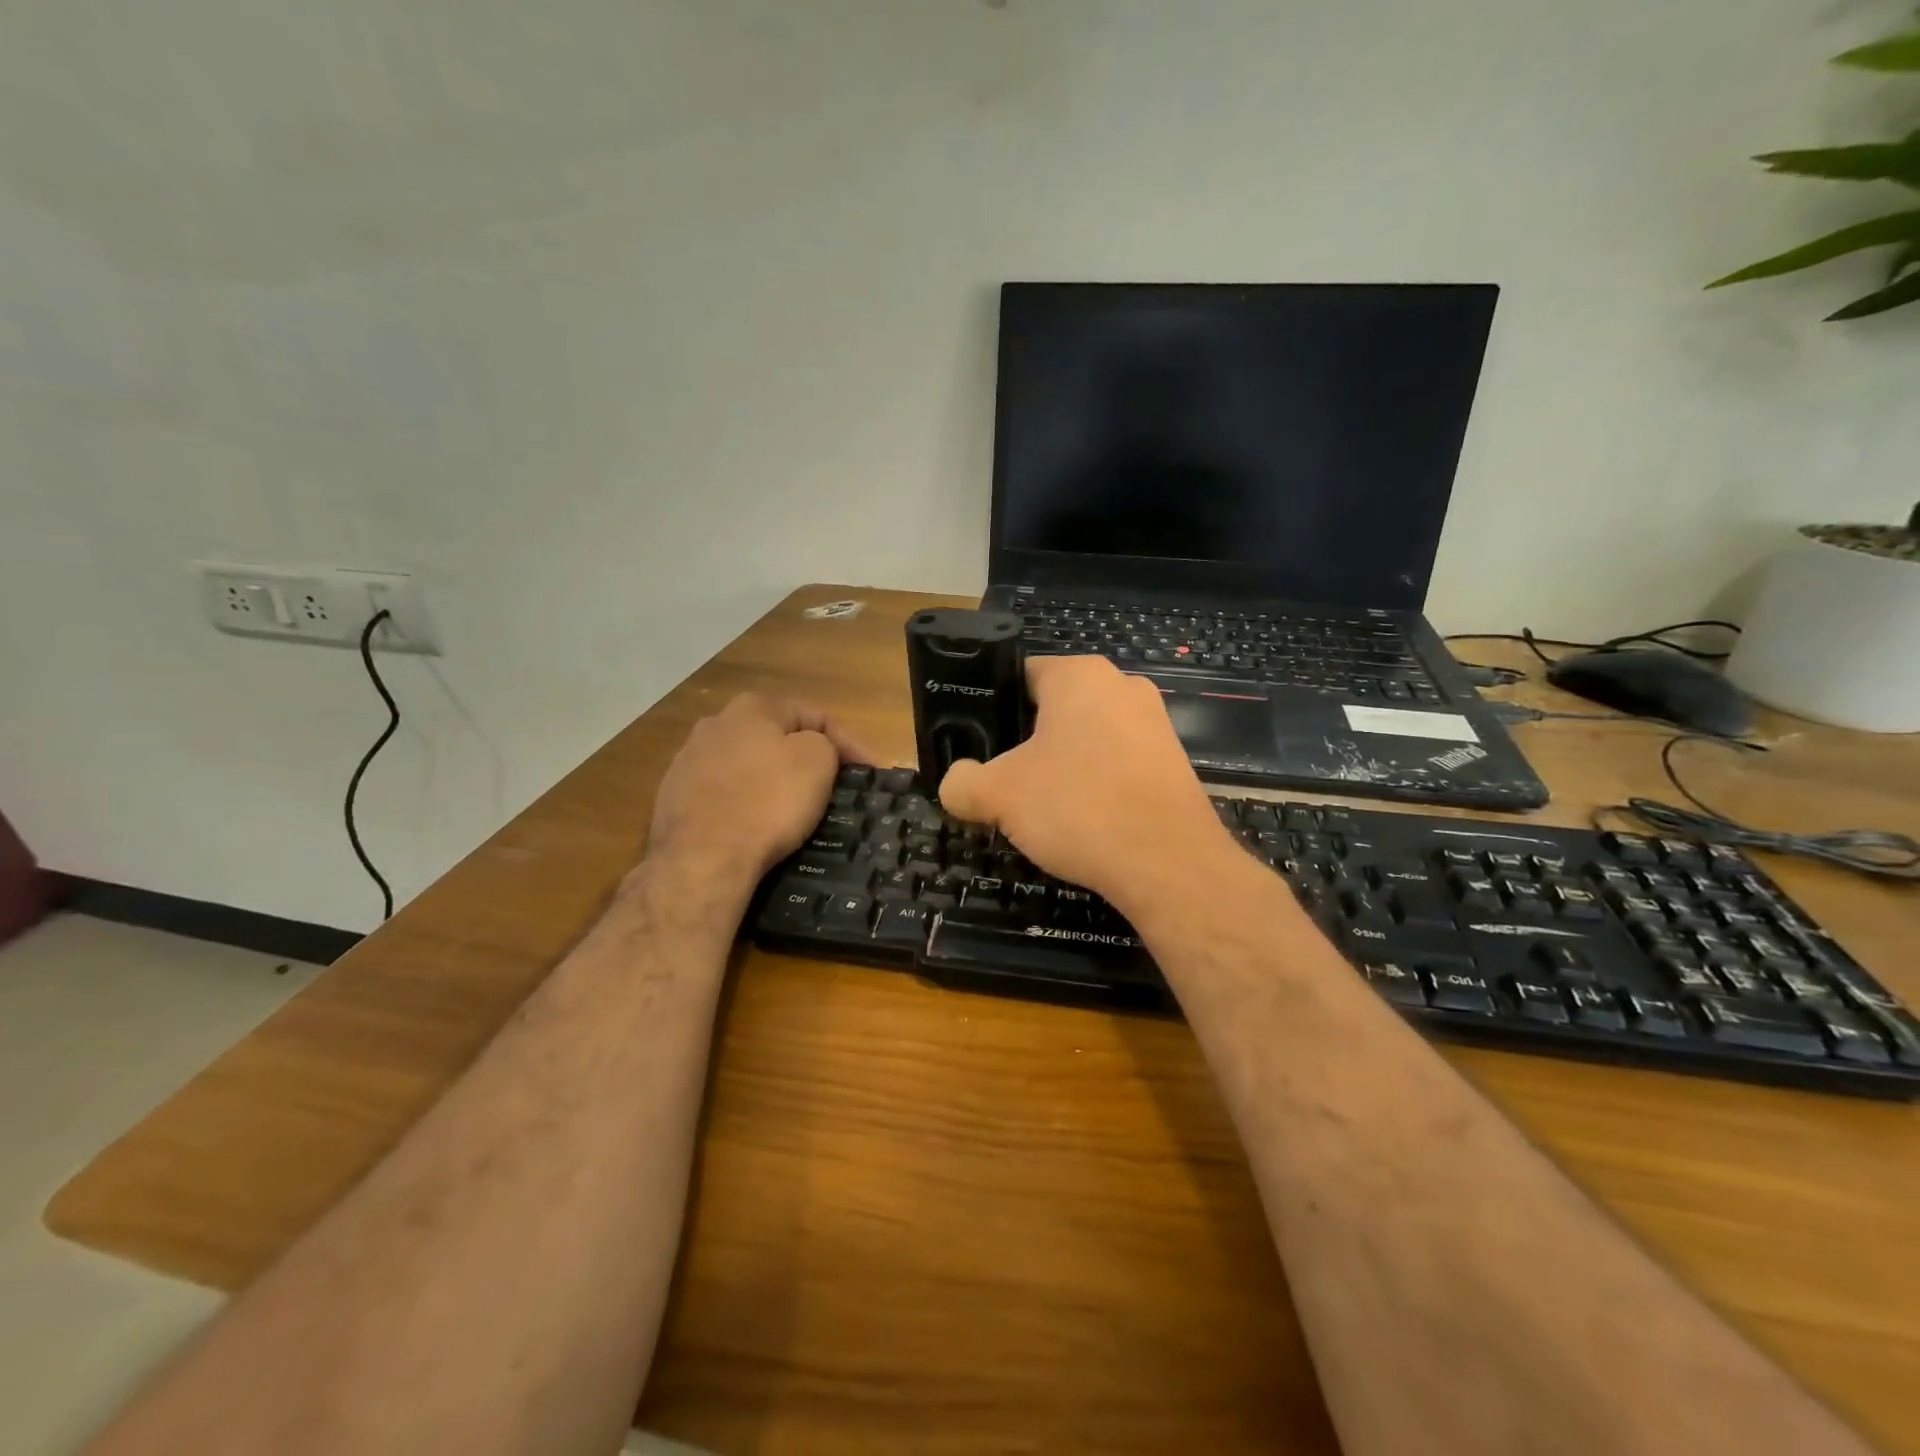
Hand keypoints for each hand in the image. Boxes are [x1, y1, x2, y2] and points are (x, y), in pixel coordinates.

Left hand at [646, 693, 871, 894]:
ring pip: (748, 767)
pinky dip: (747, 806)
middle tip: (835, 787)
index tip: (872, 772)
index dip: (850, 743)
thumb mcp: (817, 761)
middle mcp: (714, 725)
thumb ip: (823, 743)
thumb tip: (812, 750)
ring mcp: (688, 762)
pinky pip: (725, 796)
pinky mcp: (674, 800)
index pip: (816, 716)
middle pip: (777, 738)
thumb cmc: (768, 802)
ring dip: (774, 782)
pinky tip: (759, 827)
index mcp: (752, 707)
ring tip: (797, 809)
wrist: (702, 859)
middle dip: (807, 759)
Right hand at [937, 656, 1244, 917]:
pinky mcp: (1174, 763)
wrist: (1169, 864)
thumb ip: (961, 783)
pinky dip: (1096, 787)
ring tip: (1042, 809)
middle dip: (1026, 744)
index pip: (1020, 676)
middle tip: (1003, 783)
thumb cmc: (1078, 808)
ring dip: (1061, 768)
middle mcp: (1122, 685)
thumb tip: (956, 784)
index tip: (978, 747)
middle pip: (1054, 710)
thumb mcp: (997, 795)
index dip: (992, 710)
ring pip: (1087, 739)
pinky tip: (1084, 823)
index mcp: (1079, 675)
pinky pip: (1118, 765)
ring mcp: (1155, 724)